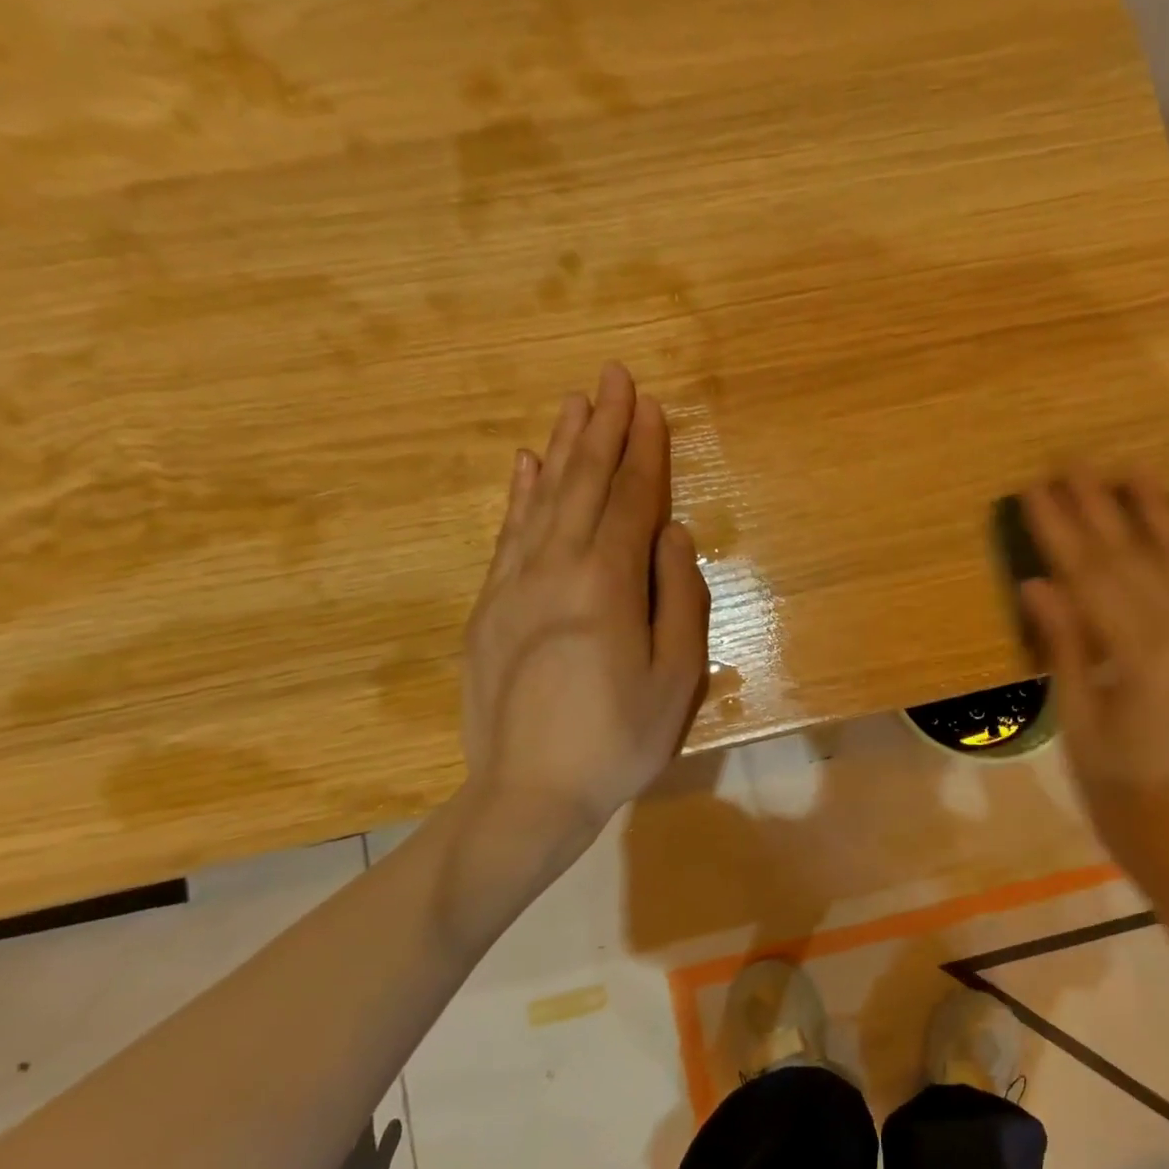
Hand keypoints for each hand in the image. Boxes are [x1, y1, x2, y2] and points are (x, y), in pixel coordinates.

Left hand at [461, 363, 709, 840]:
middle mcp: (555, 570)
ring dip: (563, 449)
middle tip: (612, 376)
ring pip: (542, 500)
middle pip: (582, 486)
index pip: (630, 503)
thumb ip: (679, 600)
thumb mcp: (676, 679)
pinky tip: (527, 466)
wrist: (529, 793)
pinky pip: (507, 536)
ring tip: (576, 404)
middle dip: (602, 430)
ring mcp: (513, 586)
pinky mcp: (489, 608)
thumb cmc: (619, 741)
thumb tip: (674, 534)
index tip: (650, 405)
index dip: (644, 453)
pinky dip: (519, 496)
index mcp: (606, 585)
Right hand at [1020, 471, 1168, 908]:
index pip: (1093, 580)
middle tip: (1073, 463)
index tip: (1036, 491)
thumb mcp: (1080, 731)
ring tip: (1132, 471)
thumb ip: (1065, 652)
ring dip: (1156, 514)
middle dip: (1101, 510)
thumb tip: (1041, 587)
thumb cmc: (1126, 803)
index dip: (1061, 532)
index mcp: (1142, 661)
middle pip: (1136, 561)